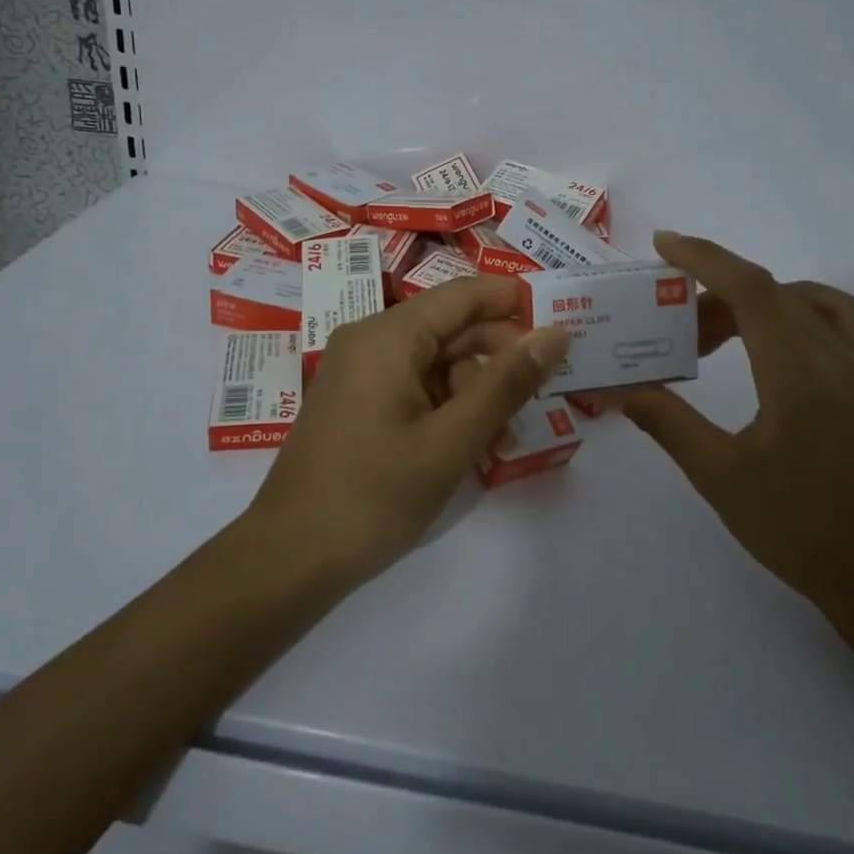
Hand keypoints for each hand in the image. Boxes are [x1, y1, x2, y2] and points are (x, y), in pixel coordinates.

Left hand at [247, 276, 570, 580]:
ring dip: (477, 387)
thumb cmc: (374, 495)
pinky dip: (449, 404)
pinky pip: (415, 384)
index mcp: (389, 335)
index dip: (516, 303)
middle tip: (547, 390)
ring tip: (510, 432)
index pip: (465, 294)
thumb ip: (507, 383)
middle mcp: (371, 339)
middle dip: (500, 355)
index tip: (563, 326)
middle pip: (451, 327)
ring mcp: (360, 371)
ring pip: (436, 359)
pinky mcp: (358, 401)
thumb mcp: (452, 440)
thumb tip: (556, 333)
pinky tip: (475, 440)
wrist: (289, 559)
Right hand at [618, 232, 853, 617]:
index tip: (663, 245)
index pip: (751, 290)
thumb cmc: (794, 527)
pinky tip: (770, 334)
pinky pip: (835, 315)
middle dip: (712, 293)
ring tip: (714, 333)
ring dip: (751, 299)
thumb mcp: (718, 476)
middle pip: (769, 292)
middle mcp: (836, 358)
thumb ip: (665, 421)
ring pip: (801, 299)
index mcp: (798, 377)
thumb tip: (616, 389)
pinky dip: (795, 305)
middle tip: (672, 326)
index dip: (705, 258)